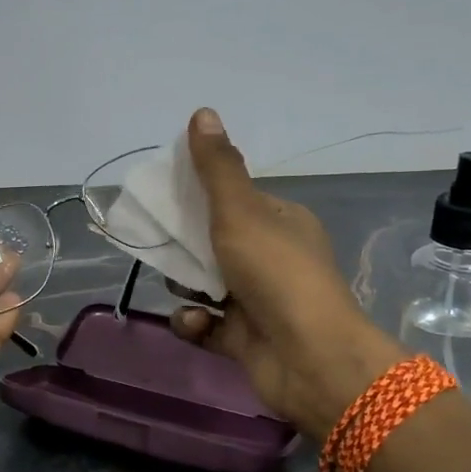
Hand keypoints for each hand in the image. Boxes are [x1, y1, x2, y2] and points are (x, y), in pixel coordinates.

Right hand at [169, 109, 403, 441]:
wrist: (309, 359)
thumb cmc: (277, 274)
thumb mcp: (241, 212)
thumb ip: (217, 169)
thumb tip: (203, 112)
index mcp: (281, 223)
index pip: (235, 200)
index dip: (200, 196)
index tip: (166, 196)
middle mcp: (273, 259)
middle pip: (215, 242)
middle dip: (185, 244)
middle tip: (161, 243)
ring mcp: (259, 301)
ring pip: (206, 285)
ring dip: (185, 285)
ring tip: (178, 286)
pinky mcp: (245, 339)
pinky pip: (207, 325)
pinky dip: (194, 322)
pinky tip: (194, 322)